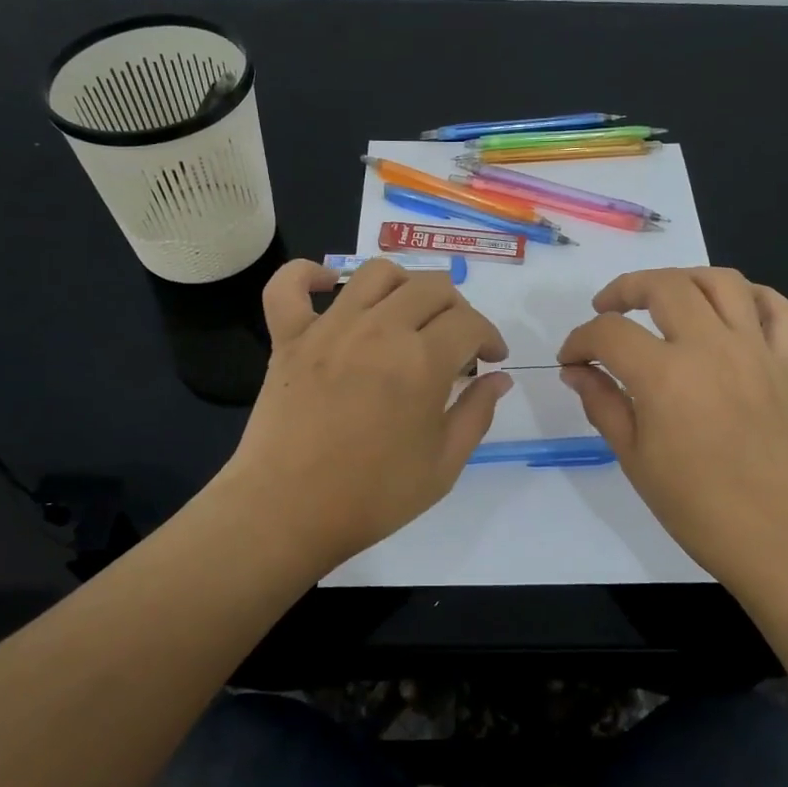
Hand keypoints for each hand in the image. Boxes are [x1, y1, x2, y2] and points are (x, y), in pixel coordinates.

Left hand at [221, 258, 510, 571]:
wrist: (288, 512)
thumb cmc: (373, 496)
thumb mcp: (444, 465)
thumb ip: (477, 413)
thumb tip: (499, 378)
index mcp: (423, 361)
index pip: (470, 322)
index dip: (490, 337)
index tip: (491, 360)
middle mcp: (380, 329)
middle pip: (431, 287)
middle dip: (457, 309)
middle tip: (456, 341)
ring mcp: (330, 328)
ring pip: (377, 273)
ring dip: (405, 284)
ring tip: (408, 314)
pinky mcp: (289, 338)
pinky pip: (289, 285)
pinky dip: (308, 275)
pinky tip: (328, 285)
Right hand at [557, 267, 787, 597]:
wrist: (782, 538)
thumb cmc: (699, 508)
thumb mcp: (635, 459)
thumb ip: (603, 403)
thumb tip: (576, 370)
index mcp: (666, 375)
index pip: (609, 333)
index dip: (580, 340)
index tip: (571, 360)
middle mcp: (712, 347)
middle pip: (665, 285)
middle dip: (624, 290)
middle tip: (607, 311)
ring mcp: (757, 350)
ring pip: (722, 282)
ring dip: (685, 279)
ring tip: (665, 298)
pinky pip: (778, 310)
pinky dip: (754, 297)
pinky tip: (731, 310)